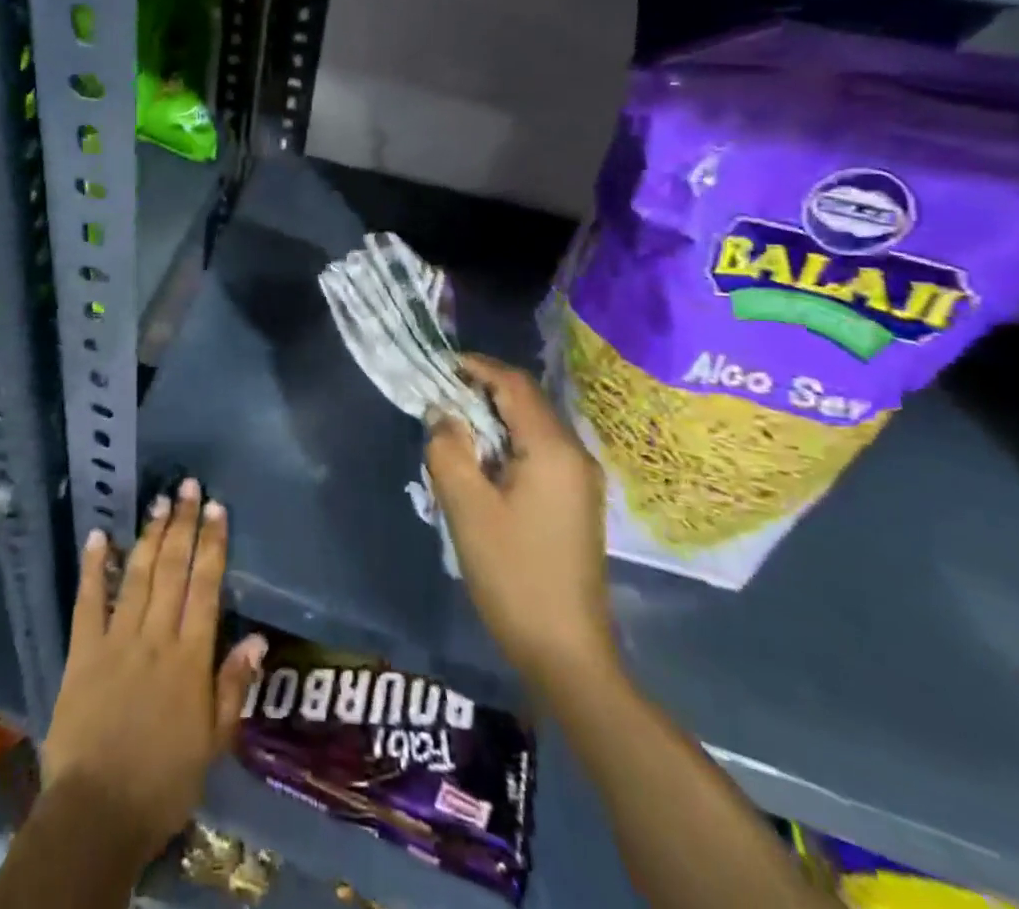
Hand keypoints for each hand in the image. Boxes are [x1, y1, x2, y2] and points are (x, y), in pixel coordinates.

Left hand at [40, 480, 267, 867]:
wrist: (98, 813)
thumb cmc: (163, 782)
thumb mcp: (213, 744)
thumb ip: (233, 687)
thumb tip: (257, 637)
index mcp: (190, 658)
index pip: (205, 588)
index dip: (212, 545)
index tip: (216, 508)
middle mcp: (156, 637)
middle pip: (173, 570)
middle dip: (182, 525)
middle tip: (187, 487)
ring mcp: (117, 640)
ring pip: (138, 576)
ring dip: (149, 536)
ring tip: (159, 502)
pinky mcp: (83, 651)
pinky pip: (89, 601)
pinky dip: (93, 567)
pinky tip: (98, 535)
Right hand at [426, 354, 615, 687]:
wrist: (566, 652)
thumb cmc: (514, 574)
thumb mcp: (467, 508)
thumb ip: (448, 450)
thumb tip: (442, 415)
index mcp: (552, 449)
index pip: (514, 385)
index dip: (476, 367)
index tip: (438, 366)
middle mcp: (574, 455)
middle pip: (526, 402)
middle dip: (482, 392)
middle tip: (439, 399)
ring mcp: (580, 481)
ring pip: (531, 428)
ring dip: (493, 420)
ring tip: (452, 431)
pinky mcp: (576, 502)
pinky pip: (538, 453)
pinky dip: (506, 445)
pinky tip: (480, 465)